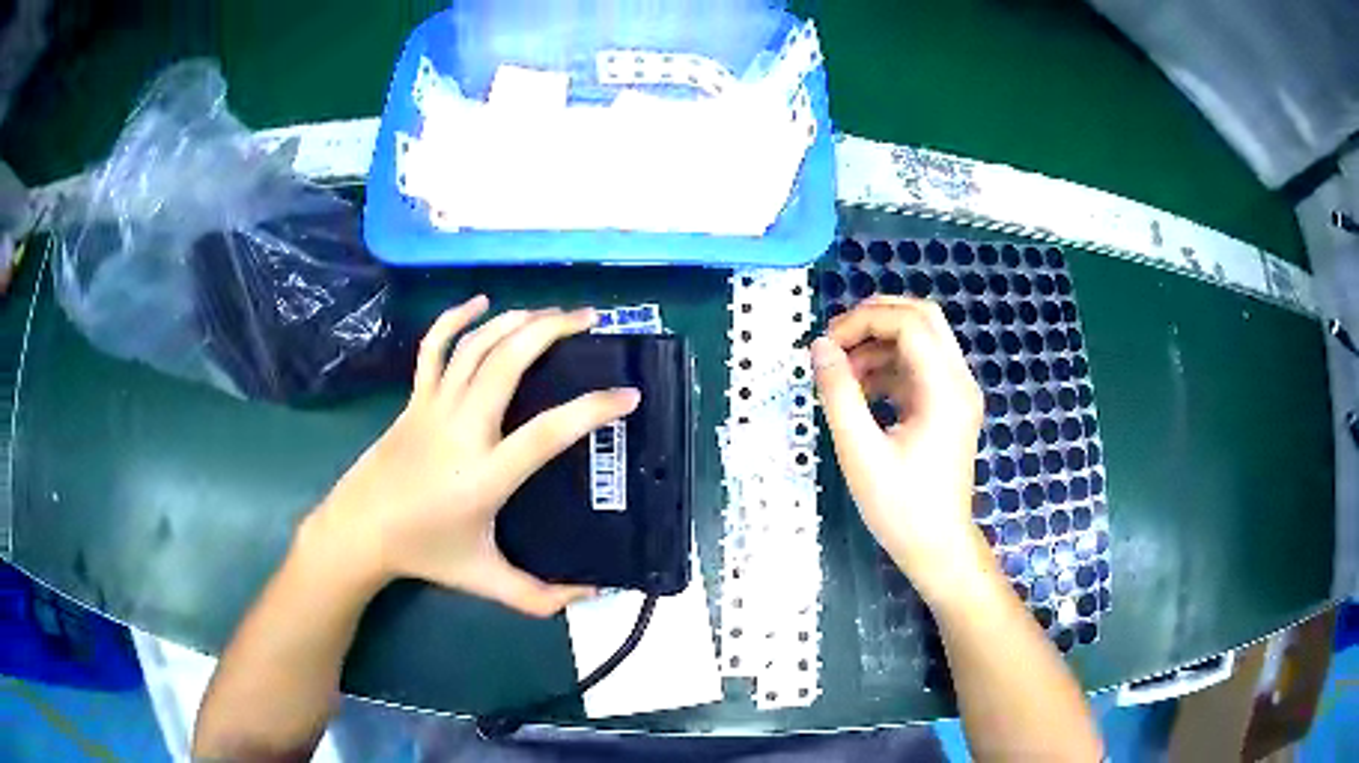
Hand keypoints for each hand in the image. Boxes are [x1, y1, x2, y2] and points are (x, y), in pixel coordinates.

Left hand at [303, 296, 639, 616]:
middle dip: (553, 331)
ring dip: (517, 320)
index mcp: (486, 475)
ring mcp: (434, 407)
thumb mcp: (487, 580)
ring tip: (553, 312)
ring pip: (477, 346)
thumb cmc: (425, 553)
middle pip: (508, 362)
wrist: (361, 531)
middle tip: (591, 320)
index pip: (548, 432)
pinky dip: (456, 318)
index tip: (628, 394)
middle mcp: (462, 429)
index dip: (593, 409)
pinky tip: (482, 301)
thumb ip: (542, 596)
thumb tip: (595, 595)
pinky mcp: (415, 399)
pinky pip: (435, 347)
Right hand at [811, 296, 988, 603]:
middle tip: (835, 340)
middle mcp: (959, 381)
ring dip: (879, 343)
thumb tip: (820, 347)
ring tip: (841, 372)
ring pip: (921, 339)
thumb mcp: (861, 452)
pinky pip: (919, 367)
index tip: (826, 345)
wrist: (936, 547)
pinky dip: (888, 366)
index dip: (864, 321)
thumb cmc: (901, 507)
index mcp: (945, 389)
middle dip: (875, 319)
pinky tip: (860, 390)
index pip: (909, 324)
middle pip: (923, 318)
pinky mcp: (948, 407)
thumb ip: (839, 394)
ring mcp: (957, 393)